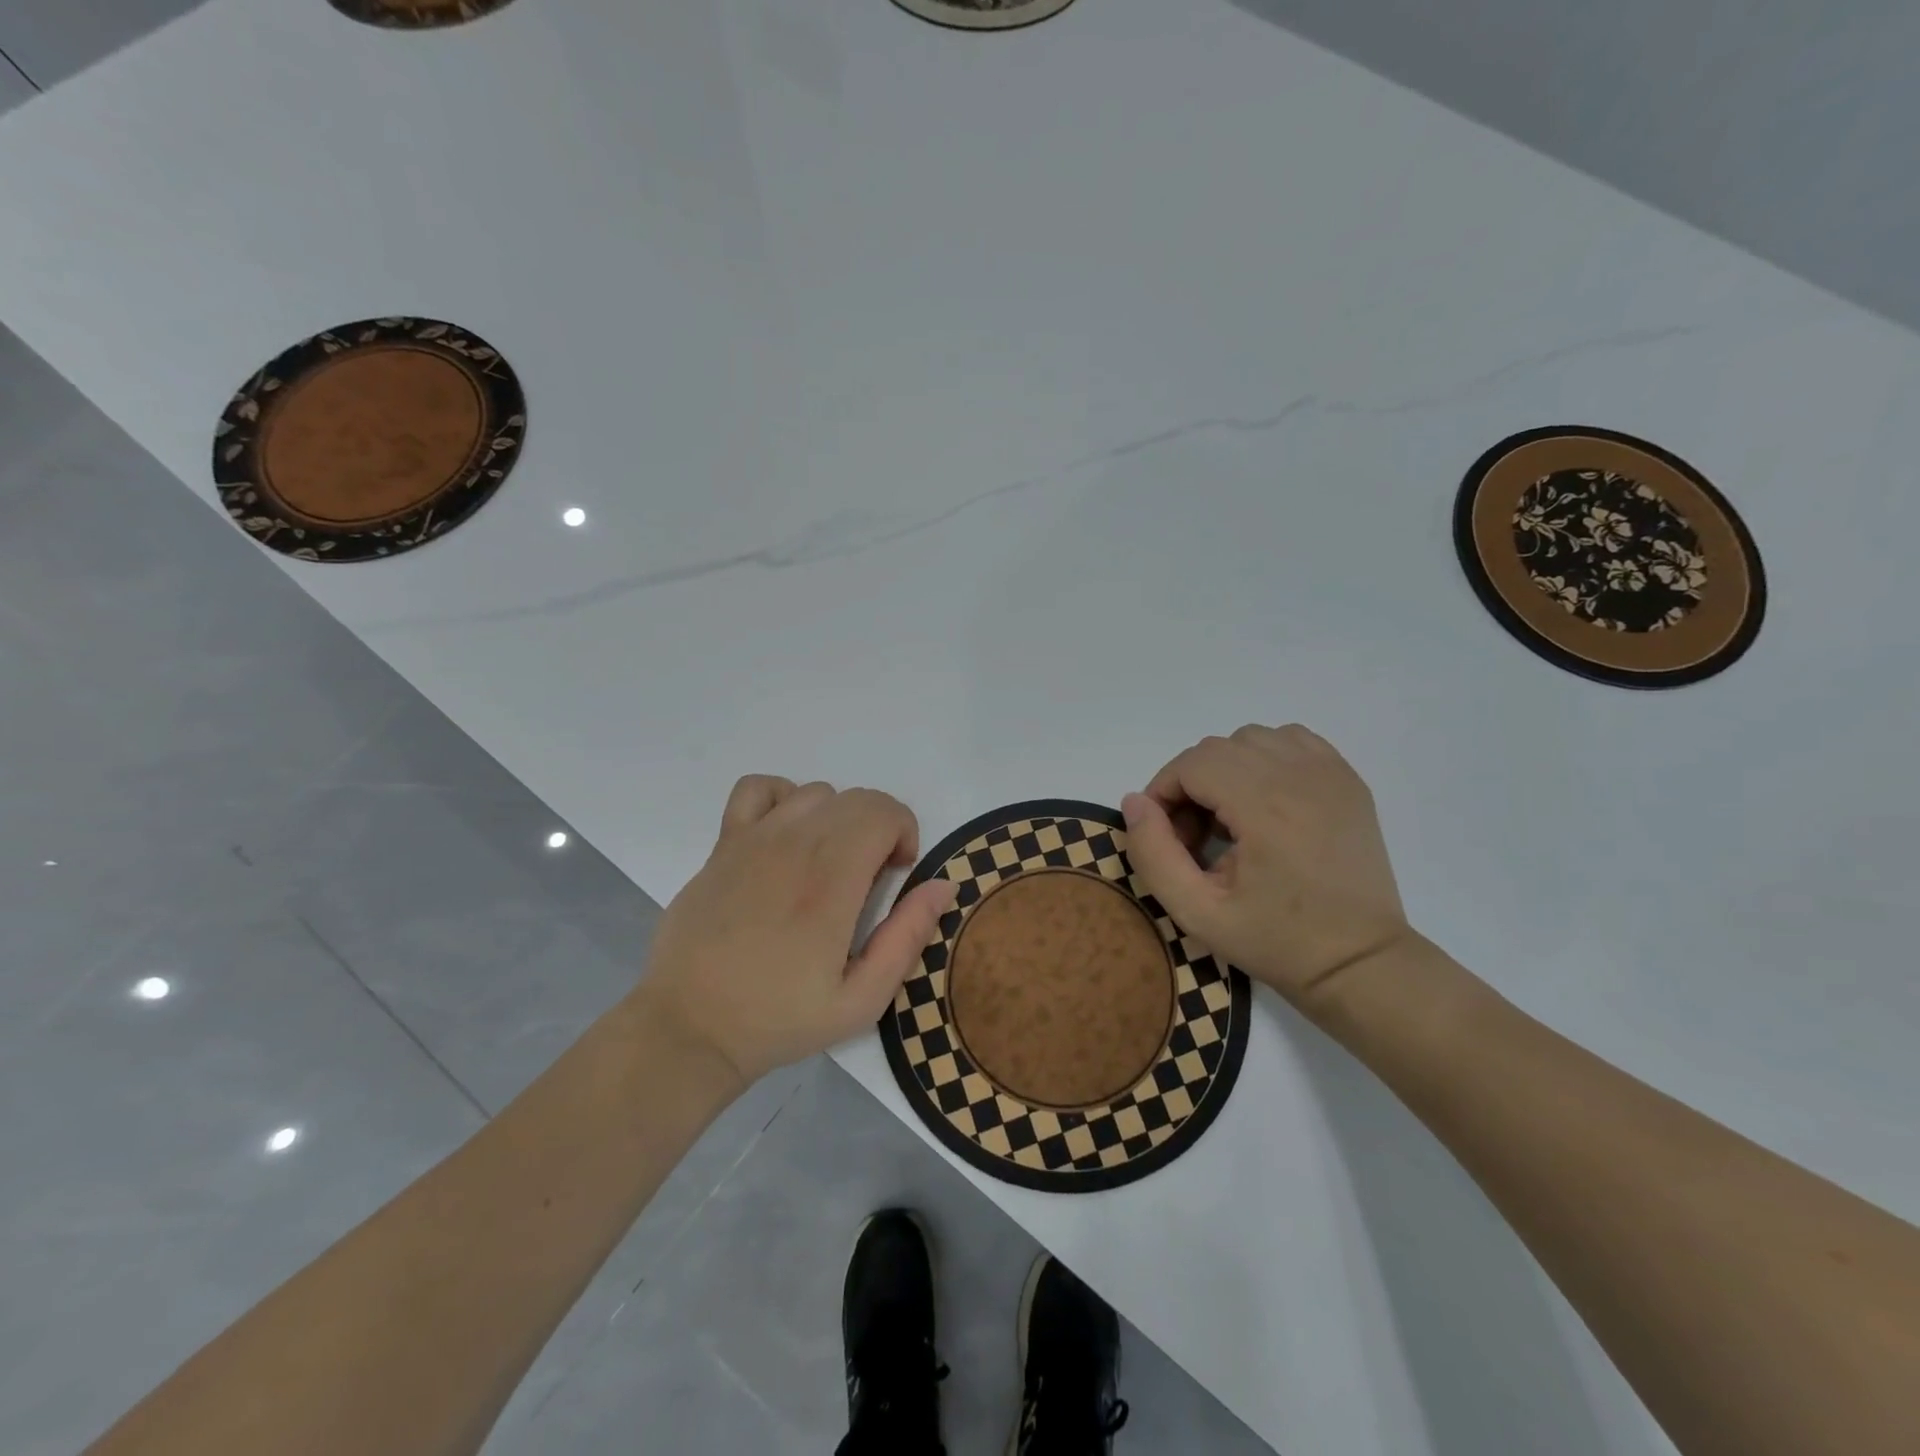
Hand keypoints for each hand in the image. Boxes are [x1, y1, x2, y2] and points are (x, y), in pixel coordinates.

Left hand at [641, 776, 957, 1086]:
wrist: (689, 1027)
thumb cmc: (779, 1018)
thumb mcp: (861, 1000)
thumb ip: (907, 937)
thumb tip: (944, 885)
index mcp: (832, 881)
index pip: (884, 811)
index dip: (905, 834)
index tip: (896, 875)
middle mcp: (794, 846)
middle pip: (857, 798)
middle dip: (879, 828)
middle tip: (869, 879)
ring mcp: (753, 839)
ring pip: (816, 792)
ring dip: (838, 818)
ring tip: (829, 863)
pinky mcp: (723, 844)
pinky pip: (758, 788)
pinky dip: (783, 799)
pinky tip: (786, 837)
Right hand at [1121, 725, 1411, 1005]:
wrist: (1359, 962)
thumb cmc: (1276, 941)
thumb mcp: (1196, 911)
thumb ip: (1153, 853)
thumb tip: (1135, 802)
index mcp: (1264, 806)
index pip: (1191, 764)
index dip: (1163, 792)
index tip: (1165, 836)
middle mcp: (1299, 775)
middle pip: (1217, 748)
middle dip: (1190, 784)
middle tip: (1194, 838)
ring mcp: (1330, 773)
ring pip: (1252, 739)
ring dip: (1226, 769)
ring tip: (1230, 820)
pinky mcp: (1347, 780)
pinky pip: (1291, 741)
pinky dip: (1265, 759)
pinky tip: (1263, 800)